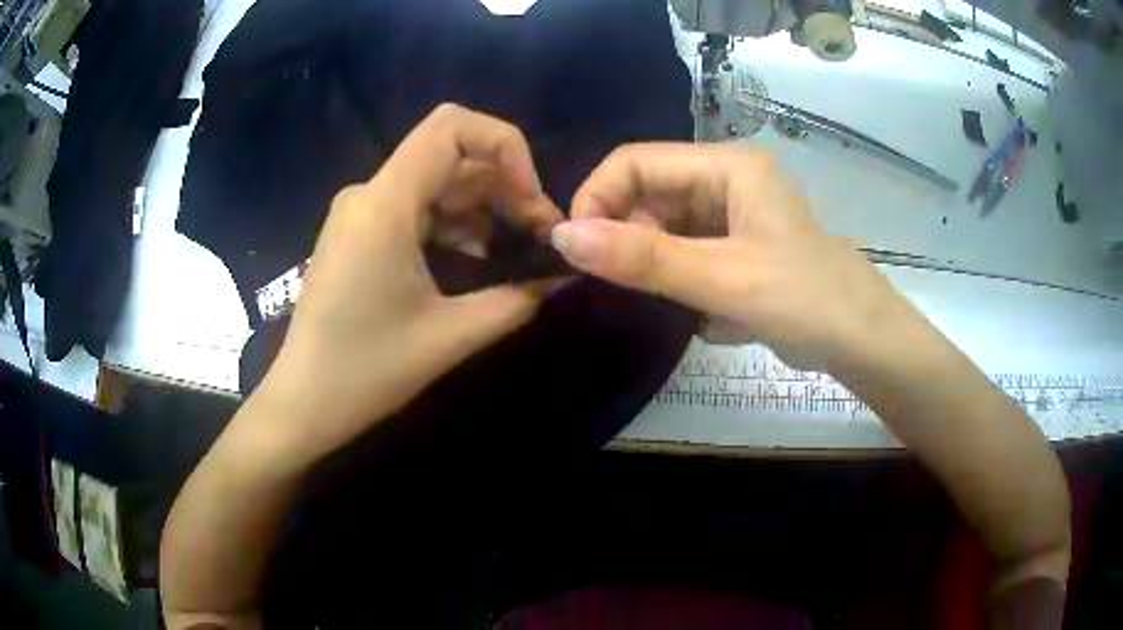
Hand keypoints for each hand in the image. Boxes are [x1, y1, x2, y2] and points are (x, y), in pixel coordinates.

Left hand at [252, 104, 562, 460]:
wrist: (303, 404)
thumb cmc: (366, 372)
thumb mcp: (450, 337)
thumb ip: (516, 300)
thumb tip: (562, 276)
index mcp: (384, 205)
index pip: (451, 127)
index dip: (506, 147)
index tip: (531, 199)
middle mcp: (368, 194)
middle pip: (451, 157)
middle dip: (505, 187)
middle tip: (539, 237)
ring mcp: (359, 212)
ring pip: (436, 183)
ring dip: (483, 210)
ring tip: (516, 255)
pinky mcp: (357, 233)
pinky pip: (416, 208)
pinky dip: (455, 226)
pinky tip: (476, 263)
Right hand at [549, 143, 919, 369]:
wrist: (862, 339)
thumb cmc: (806, 300)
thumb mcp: (723, 279)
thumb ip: (645, 259)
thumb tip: (563, 237)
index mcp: (728, 165)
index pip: (637, 160)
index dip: (598, 197)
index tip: (577, 248)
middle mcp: (728, 177)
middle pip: (649, 187)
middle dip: (623, 229)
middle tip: (619, 280)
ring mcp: (733, 210)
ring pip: (663, 218)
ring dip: (646, 252)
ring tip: (655, 292)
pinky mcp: (737, 240)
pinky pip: (684, 242)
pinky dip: (669, 266)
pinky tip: (677, 294)